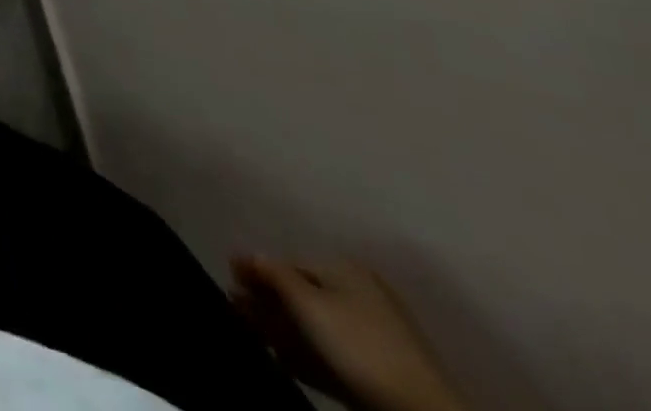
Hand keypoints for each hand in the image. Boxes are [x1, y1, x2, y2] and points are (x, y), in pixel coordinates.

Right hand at [230, 257, 465, 410]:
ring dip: (281, 328)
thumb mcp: (307, 302)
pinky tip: (285, 360)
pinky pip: (332, 352)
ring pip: (315, 326)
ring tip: (254, 334)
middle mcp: (359, 293)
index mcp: (345, 269)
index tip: (230, 278)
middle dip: (267, 301)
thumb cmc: (357, 342)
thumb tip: (248, 255)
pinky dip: (307, 352)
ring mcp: (372, 335)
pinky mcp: (378, 370)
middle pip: (302, 294)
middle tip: (236, 308)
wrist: (421, 410)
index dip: (258, 271)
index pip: (290, 264)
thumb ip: (273, 273)